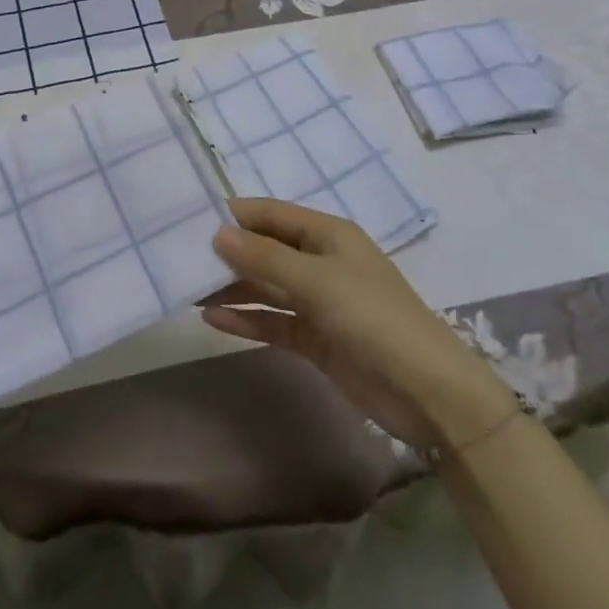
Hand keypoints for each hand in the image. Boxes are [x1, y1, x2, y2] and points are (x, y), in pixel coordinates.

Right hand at [202, 198, 514, 451]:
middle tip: (180, 259)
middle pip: (265, 250)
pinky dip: (246, 319)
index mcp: (327, 235)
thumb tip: (217, 233)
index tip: (190, 219)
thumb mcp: (318, 281)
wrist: (428, 394)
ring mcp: (318, 301)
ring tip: (188, 291)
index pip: (271, 214)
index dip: (234, 215)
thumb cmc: (374, 318)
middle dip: (228, 254)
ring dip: (232, 288)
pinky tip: (212, 320)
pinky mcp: (316, 338)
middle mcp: (320, 261)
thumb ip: (265, 257)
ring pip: (265, 286)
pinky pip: (273, 321)